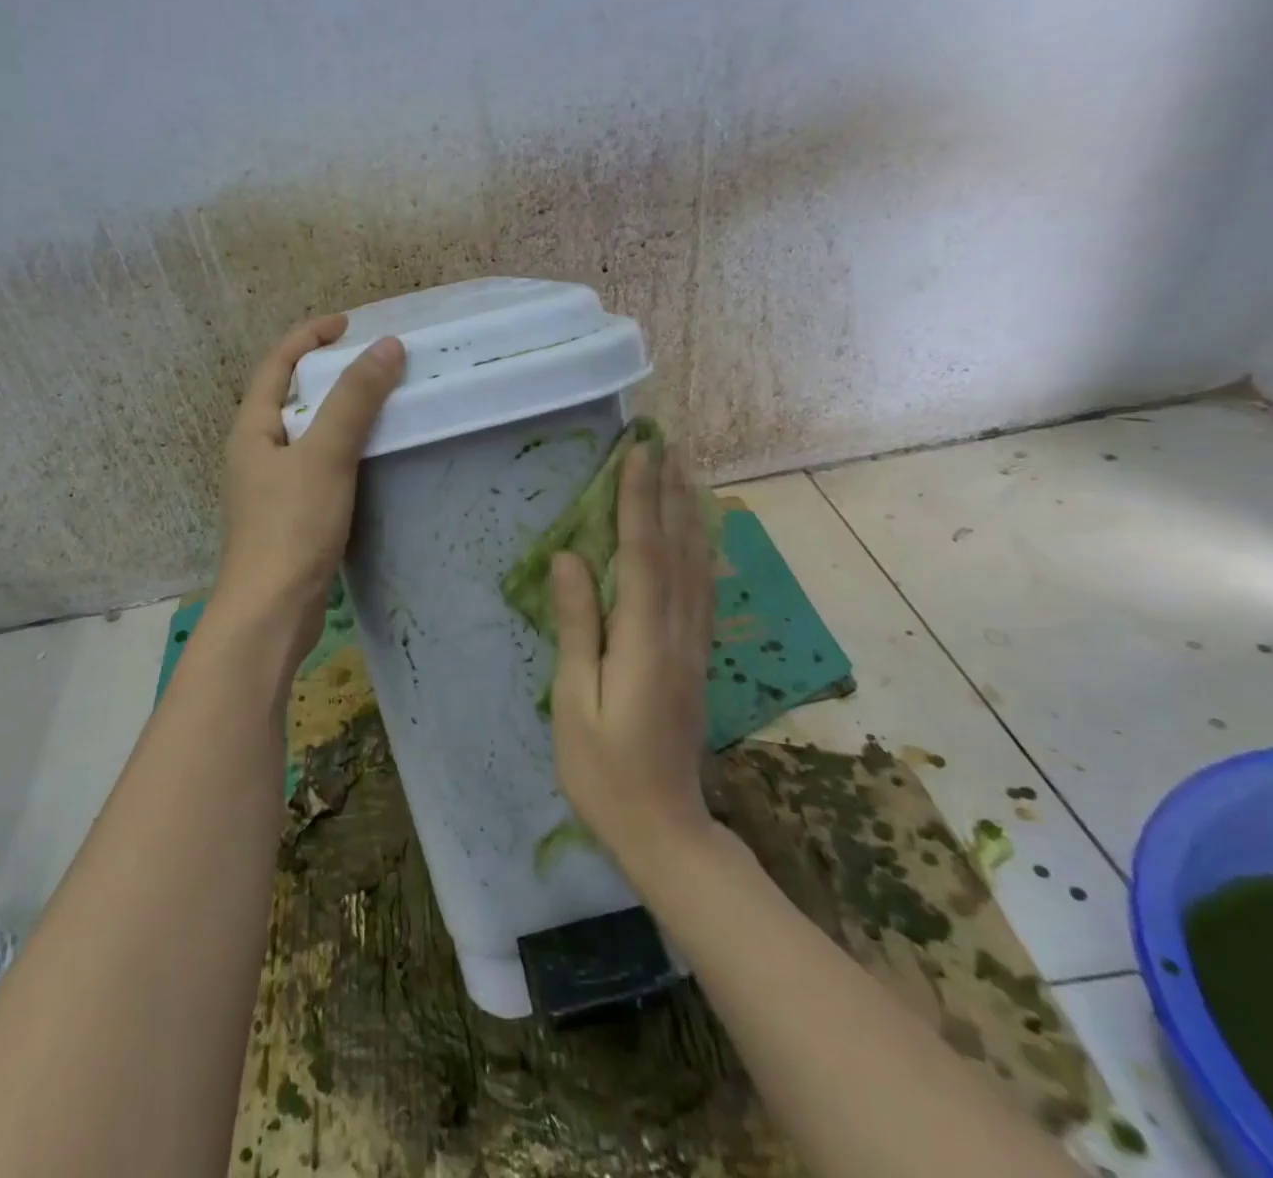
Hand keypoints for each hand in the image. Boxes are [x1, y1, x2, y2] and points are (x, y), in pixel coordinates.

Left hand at [213, 315, 404, 656]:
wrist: (271, 611)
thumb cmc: (291, 527)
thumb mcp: (325, 455)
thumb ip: (354, 400)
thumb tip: (386, 346)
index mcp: (253, 428)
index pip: (277, 364)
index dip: (309, 336)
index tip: (350, 324)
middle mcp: (255, 450)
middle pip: (288, 394)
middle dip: (325, 370)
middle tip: (369, 361)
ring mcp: (270, 485)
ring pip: (305, 432)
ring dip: (335, 410)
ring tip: (376, 401)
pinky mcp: (289, 514)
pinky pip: (316, 464)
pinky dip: (341, 447)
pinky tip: (368, 456)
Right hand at [550, 443, 715, 866]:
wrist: (666, 830)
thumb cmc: (603, 771)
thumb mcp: (574, 701)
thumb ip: (578, 626)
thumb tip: (568, 558)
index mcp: (644, 641)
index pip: (643, 554)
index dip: (638, 500)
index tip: (637, 452)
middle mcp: (678, 633)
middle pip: (679, 548)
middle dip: (670, 492)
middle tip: (667, 443)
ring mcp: (694, 646)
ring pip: (698, 565)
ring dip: (690, 512)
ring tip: (686, 471)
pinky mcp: (697, 658)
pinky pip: (703, 589)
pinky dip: (702, 549)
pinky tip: (701, 533)